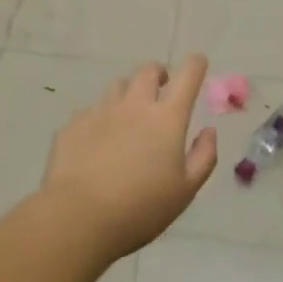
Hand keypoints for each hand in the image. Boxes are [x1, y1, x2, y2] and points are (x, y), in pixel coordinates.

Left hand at [40, 54, 219, 260]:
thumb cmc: (141, 207)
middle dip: (159, 74)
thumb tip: (208, 131)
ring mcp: (101, 111)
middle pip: (148, 71)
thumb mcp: (186, 190)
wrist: (78, 216)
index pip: (187, 75)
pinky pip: (92, 110)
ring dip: (130, 92)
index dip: (195, 65)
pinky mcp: (74, 124)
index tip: (198, 65)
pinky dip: (102, 118)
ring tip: (130, 115)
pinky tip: (99, 142)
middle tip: (162, 91)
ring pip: (119, 86)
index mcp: (167, 118)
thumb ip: (203, 156)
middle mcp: (134, 105)